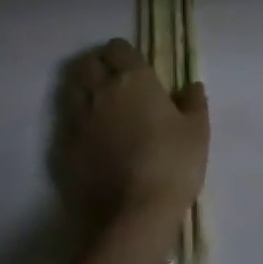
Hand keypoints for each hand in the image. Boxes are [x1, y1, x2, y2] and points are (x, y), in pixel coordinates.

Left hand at [54, 39, 208, 224]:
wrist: (135, 216)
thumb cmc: (172, 164)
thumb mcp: (197, 132)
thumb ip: (194, 102)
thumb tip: (192, 85)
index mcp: (134, 78)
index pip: (117, 47)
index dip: (122, 54)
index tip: (131, 67)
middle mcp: (102, 90)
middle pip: (87, 64)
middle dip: (95, 67)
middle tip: (109, 83)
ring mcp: (80, 119)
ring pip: (71, 90)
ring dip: (80, 92)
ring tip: (94, 107)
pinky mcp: (66, 149)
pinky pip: (65, 125)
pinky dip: (73, 125)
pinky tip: (87, 140)